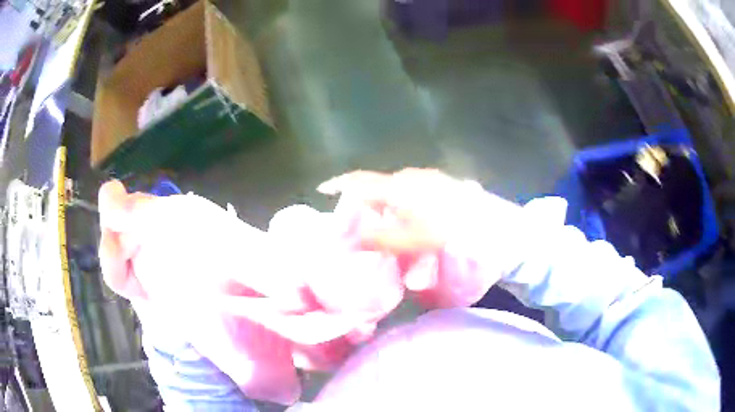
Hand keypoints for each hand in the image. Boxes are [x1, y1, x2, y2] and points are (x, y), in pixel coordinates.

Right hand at [318, 169, 462, 253]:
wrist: (485, 221)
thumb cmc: (442, 232)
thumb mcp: (406, 241)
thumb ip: (374, 239)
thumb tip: (346, 240)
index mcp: (395, 187)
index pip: (358, 181)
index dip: (338, 184)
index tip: (323, 189)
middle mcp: (407, 176)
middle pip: (377, 184)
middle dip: (363, 198)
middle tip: (357, 216)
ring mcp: (426, 176)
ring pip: (396, 186)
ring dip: (385, 200)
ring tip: (385, 219)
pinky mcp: (440, 181)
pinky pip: (412, 187)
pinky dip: (402, 199)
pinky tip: (412, 214)